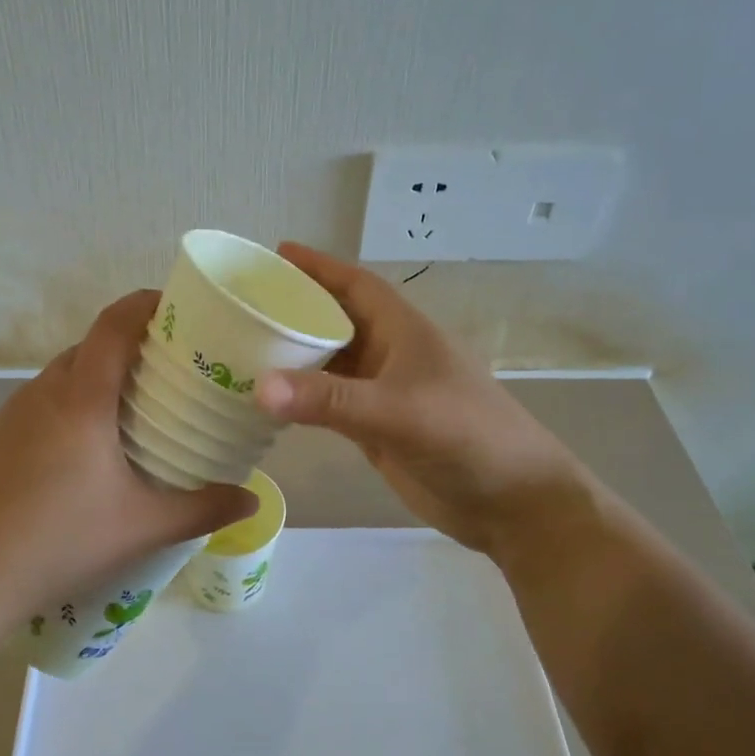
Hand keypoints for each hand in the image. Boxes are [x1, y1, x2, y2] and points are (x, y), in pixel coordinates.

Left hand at [0, 290, 255, 613]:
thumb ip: (203, 509)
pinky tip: (71, 459)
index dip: (145, 304)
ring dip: (91, 383)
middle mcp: (41, 393)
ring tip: (122, 417)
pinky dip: (60, 414)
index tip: (176, 306)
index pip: (114, 325)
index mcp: (82, 398)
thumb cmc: (62, 540)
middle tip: (163, 374)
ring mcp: (7, 417)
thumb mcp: (143, 527)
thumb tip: (251, 500)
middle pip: (87, 349)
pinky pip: (32, 410)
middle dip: (126, 350)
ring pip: (57, 380)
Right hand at [253, 244, 585, 557]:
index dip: (319, 267)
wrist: (511, 502)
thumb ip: (330, 400)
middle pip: (336, 322)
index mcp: (404, 331)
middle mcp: (391, 355)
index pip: (355, 286)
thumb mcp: (398, 411)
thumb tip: (258, 388)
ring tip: (243, 347)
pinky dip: (302, 399)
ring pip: (330, 365)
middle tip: (243, 305)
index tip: (276, 253)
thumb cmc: (466, 437)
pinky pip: (330, 405)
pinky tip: (269, 400)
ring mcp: (384, 394)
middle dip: (295, 310)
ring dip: (294, 356)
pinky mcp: (377, 430)